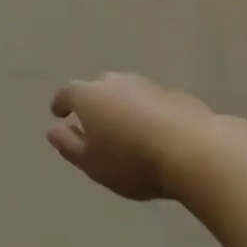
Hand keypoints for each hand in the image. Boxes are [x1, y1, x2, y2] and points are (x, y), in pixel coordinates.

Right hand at [48, 73, 215, 200]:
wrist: (195, 151)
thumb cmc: (132, 161)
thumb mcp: (92, 163)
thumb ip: (68, 145)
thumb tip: (52, 130)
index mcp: (89, 95)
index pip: (68, 93)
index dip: (61, 103)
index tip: (58, 113)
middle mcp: (116, 82)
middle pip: (99, 88)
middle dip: (94, 102)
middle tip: (95, 123)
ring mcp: (148, 85)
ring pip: (128, 92)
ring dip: (123, 106)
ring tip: (126, 129)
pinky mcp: (176, 95)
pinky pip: (153, 102)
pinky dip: (149, 113)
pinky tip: (156, 133)